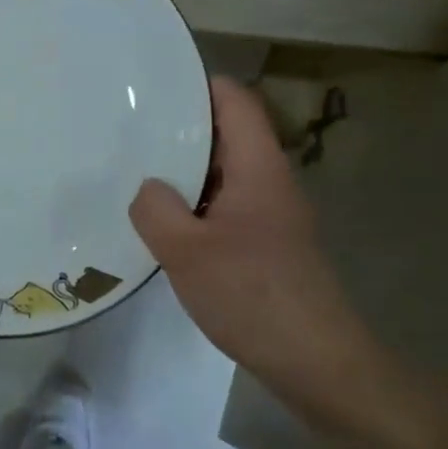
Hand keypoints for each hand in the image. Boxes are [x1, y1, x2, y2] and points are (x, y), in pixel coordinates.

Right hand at [130, 77, 408, 446]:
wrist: (319, 364)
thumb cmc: (254, 296)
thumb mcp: (187, 251)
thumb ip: (156, 209)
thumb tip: (148, 188)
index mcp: (258, 167)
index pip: (234, 100)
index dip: (197, 85)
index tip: (152, 88)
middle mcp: (269, 182)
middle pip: (226, 134)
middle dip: (179, 129)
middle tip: (128, 132)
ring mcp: (270, 216)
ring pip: (222, 174)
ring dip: (184, 172)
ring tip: (134, 173)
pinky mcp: (266, 247)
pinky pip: (224, 208)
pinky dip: (193, 206)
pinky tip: (162, 226)